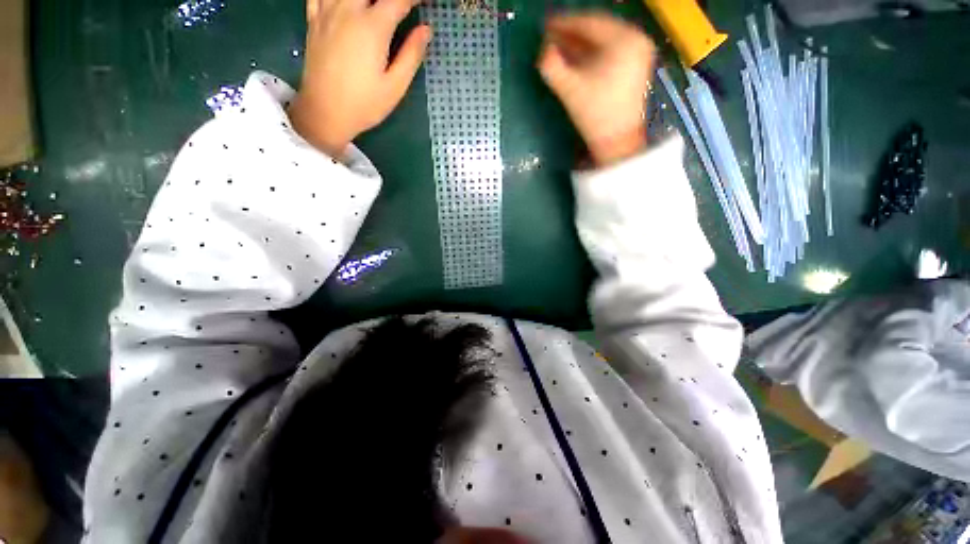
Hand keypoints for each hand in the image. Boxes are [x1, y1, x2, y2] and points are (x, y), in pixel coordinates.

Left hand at [289, 0, 431, 157]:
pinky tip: (348, 4)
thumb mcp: (395, 87)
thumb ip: (411, 55)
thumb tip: (426, 30)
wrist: (324, 113)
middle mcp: (348, 9)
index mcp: (373, 27)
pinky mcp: (314, 19)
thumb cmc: (364, 104)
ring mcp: (328, 11)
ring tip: (375, 8)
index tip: (426, 3)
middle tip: (402, 6)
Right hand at [538, 13, 654, 166]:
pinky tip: (577, 56)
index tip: (545, 25)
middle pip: (598, 27)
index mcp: (622, 40)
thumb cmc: (594, 115)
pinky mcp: (637, 64)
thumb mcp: (569, 89)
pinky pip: (611, 48)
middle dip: (572, 32)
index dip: (564, 23)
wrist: (617, 141)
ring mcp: (639, 51)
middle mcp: (636, 38)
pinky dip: (593, 50)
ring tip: (560, 46)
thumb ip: (551, 66)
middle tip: (550, 35)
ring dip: (581, 41)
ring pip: (605, 38)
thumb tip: (543, 50)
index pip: (589, 22)